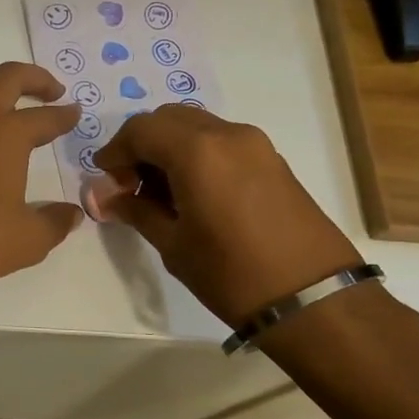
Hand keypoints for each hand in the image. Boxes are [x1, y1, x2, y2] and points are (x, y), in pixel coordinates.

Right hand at [92, 104, 359, 327]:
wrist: (314, 299)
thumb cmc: (232, 274)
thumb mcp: (173, 245)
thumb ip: (136, 211)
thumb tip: (104, 197)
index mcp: (197, 151)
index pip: (141, 129)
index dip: (115, 151)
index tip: (105, 180)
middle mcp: (227, 134)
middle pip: (169, 119)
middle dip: (142, 144)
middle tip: (130, 184)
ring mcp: (255, 144)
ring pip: (197, 127)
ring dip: (170, 148)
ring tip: (160, 193)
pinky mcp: (272, 160)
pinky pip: (221, 141)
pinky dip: (197, 154)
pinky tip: (192, 193)